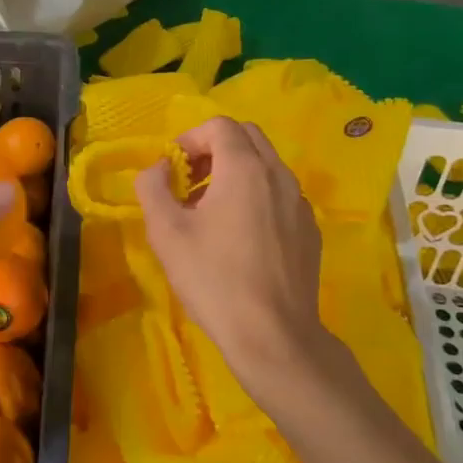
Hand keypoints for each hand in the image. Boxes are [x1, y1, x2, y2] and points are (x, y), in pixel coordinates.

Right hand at [134, 117, 334, 399]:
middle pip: (247, 137)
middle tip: (190, 182)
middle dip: (214, 150)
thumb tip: (157, 169)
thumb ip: (153, 187)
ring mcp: (300, 203)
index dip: (190, 138)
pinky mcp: (309, 231)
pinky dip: (256, 197)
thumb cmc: (214, 278)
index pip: (219, 126)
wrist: (273, 336)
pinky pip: (280, 195)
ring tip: (210, 212)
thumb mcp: (166, 232)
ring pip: (266, 166)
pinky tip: (239, 238)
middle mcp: (279, 175)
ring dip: (235, 173)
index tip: (173, 170)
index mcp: (245, 168)